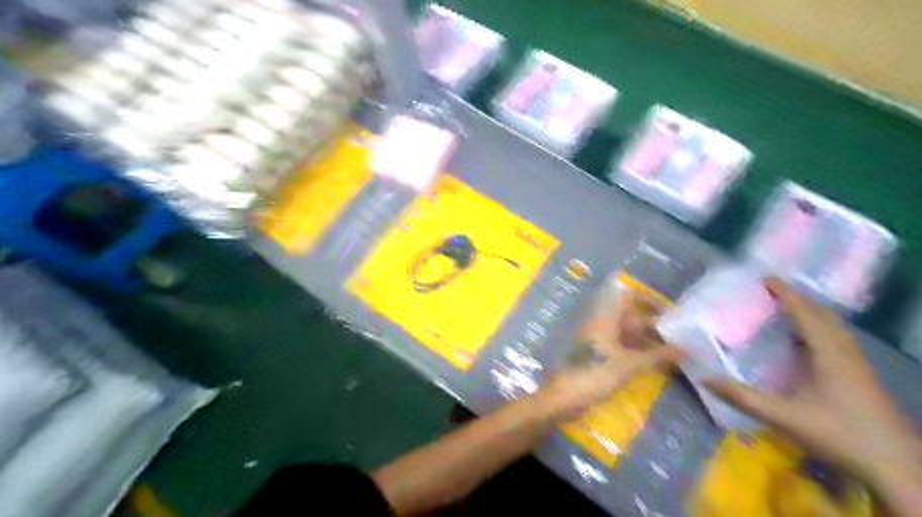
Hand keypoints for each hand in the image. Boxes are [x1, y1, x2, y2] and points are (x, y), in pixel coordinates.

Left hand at [537, 289, 678, 421]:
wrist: (564, 397)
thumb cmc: (595, 374)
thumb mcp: (629, 365)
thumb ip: (656, 355)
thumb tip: (684, 349)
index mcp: (606, 318)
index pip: (628, 297)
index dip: (649, 300)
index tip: (670, 314)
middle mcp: (602, 325)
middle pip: (630, 317)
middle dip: (653, 327)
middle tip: (679, 340)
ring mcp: (599, 341)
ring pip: (627, 334)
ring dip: (647, 342)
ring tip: (673, 355)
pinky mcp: (598, 356)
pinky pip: (621, 348)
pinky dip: (637, 353)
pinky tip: (655, 365)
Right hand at [707, 280, 921, 493]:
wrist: (897, 467)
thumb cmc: (838, 435)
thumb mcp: (783, 417)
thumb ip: (742, 397)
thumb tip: (704, 378)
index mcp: (829, 355)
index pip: (806, 315)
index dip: (787, 295)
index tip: (767, 278)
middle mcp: (846, 354)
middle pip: (824, 316)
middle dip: (799, 299)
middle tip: (773, 291)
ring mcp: (858, 366)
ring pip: (835, 329)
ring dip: (811, 314)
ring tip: (786, 309)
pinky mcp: (862, 378)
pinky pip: (838, 341)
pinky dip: (819, 330)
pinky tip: (806, 343)